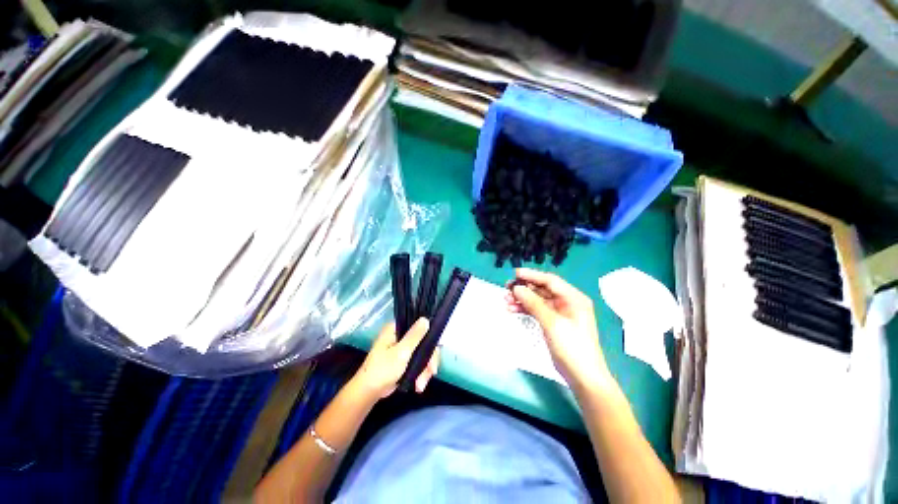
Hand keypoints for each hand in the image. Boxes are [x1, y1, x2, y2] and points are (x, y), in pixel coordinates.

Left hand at [351, 318, 439, 400]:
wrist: (368, 393)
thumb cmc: (382, 370)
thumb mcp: (401, 352)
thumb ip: (415, 336)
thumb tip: (426, 319)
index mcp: (396, 329)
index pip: (419, 326)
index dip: (430, 337)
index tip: (435, 352)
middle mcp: (399, 335)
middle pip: (423, 342)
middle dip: (428, 360)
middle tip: (431, 372)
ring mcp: (401, 348)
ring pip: (422, 354)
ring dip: (424, 370)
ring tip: (421, 385)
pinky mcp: (403, 359)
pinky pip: (418, 362)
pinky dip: (420, 373)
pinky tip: (419, 384)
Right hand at [507, 268, 609, 391]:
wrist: (582, 377)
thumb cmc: (572, 347)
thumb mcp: (552, 323)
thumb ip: (534, 303)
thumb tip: (517, 288)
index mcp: (573, 298)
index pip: (550, 280)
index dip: (532, 275)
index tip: (514, 273)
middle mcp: (567, 302)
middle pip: (542, 289)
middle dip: (524, 288)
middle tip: (506, 288)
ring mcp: (559, 313)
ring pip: (537, 300)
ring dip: (522, 299)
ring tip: (506, 300)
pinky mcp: (553, 323)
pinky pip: (537, 311)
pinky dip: (525, 309)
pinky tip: (512, 310)